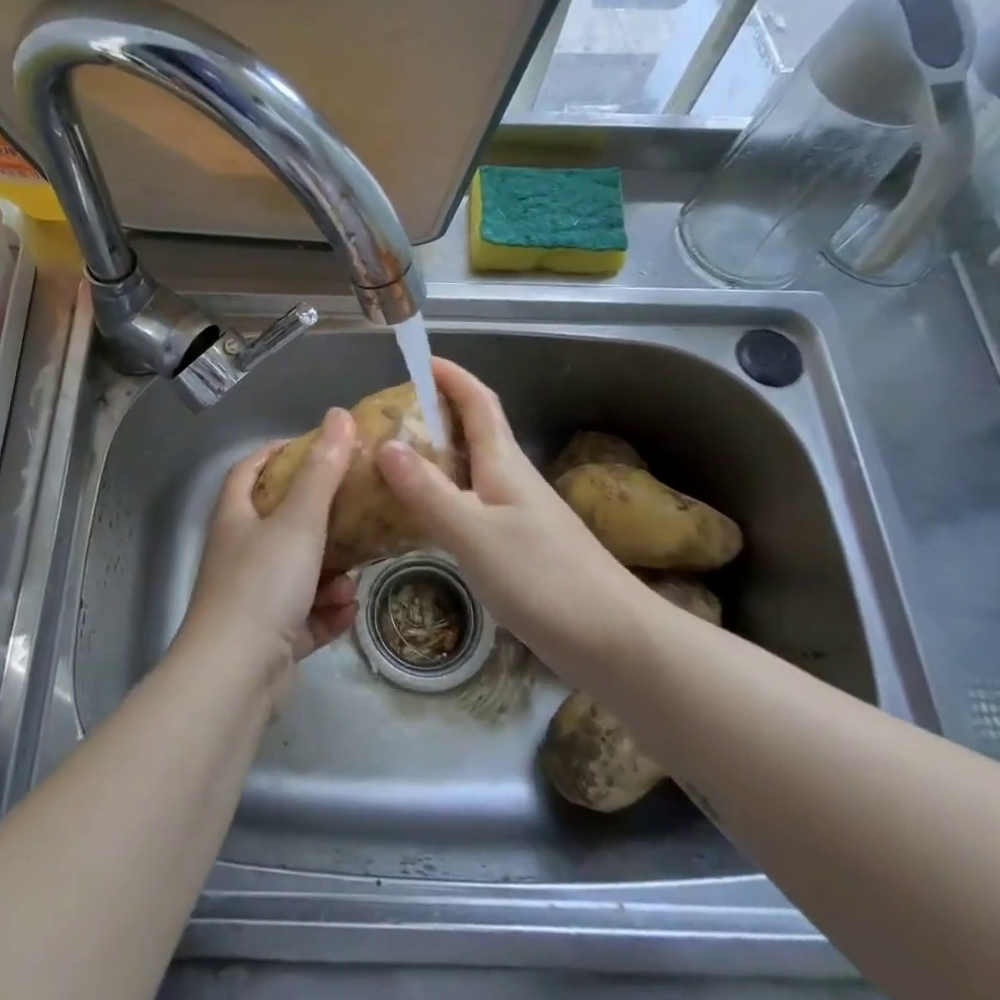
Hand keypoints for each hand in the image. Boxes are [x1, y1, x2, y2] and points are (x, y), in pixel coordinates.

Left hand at [179, 408, 360, 708]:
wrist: (235, 677)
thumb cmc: (263, 585)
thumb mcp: (299, 521)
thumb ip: (322, 471)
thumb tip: (339, 415)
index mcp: (236, 519)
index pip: (249, 470)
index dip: (278, 454)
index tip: (317, 447)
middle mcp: (240, 554)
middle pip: (280, 523)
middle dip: (320, 519)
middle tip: (357, 511)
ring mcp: (253, 599)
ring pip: (299, 573)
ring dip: (330, 573)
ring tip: (354, 577)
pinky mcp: (270, 638)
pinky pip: (305, 615)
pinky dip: (326, 612)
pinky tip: (348, 612)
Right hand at [373, 359, 639, 658]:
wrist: (613, 640)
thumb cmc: (543, 578)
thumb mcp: (474, 533)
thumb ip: (428, 491)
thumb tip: (386, 444)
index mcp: (504, 464)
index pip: (478, 403)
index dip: (452, 377)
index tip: (420, 359)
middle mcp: (512, 480)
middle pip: (473, 433)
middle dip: (434, 415)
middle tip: (387, 420)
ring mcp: (518, 515)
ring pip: (470, 471)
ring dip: (435, 458)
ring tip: (390, 465)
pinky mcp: (519, 547)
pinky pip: (472, 506)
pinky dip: (442, 500)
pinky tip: (422, 520)